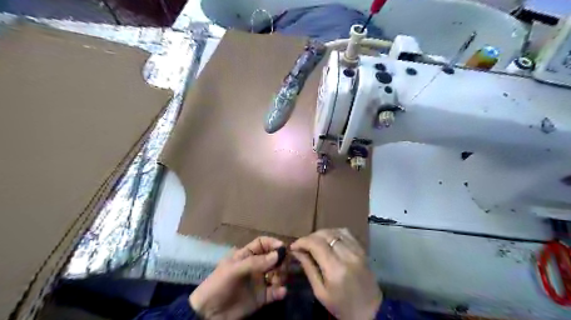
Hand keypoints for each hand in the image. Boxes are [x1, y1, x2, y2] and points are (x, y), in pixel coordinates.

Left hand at [189, 237, 287, 318]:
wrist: (208, 314)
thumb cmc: (219, 285)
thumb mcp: (234, 270)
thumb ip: (256, 262)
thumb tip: (278, 255)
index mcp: (246, 255)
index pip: (263, 243)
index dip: (273, 243)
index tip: (283, 248)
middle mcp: (255, 266)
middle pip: (273, 258)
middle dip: (281, 260)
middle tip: (283, 267)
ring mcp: (259, 282)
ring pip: (277, 273)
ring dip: (282, 275)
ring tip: (279, 281)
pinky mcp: (261, 297)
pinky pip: (275, 292)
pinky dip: (281, 291)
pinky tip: (281, 292)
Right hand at [292, 229, 380, 317]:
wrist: (371, 311)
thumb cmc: (342, 306)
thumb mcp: (320, 292)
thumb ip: (308, 268)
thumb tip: (296, 251)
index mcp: (336, 269)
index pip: (316, 244)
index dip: (302, 241)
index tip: (293, 246)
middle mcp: (347, 255)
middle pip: (325, 234)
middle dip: (310, 237)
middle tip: (302, 245)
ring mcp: (357, 251)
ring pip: (335, 231)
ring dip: (321, 234)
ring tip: (314, 243)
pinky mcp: (362, 249)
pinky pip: (346, 233)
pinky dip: (334, 233)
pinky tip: (328, 240)